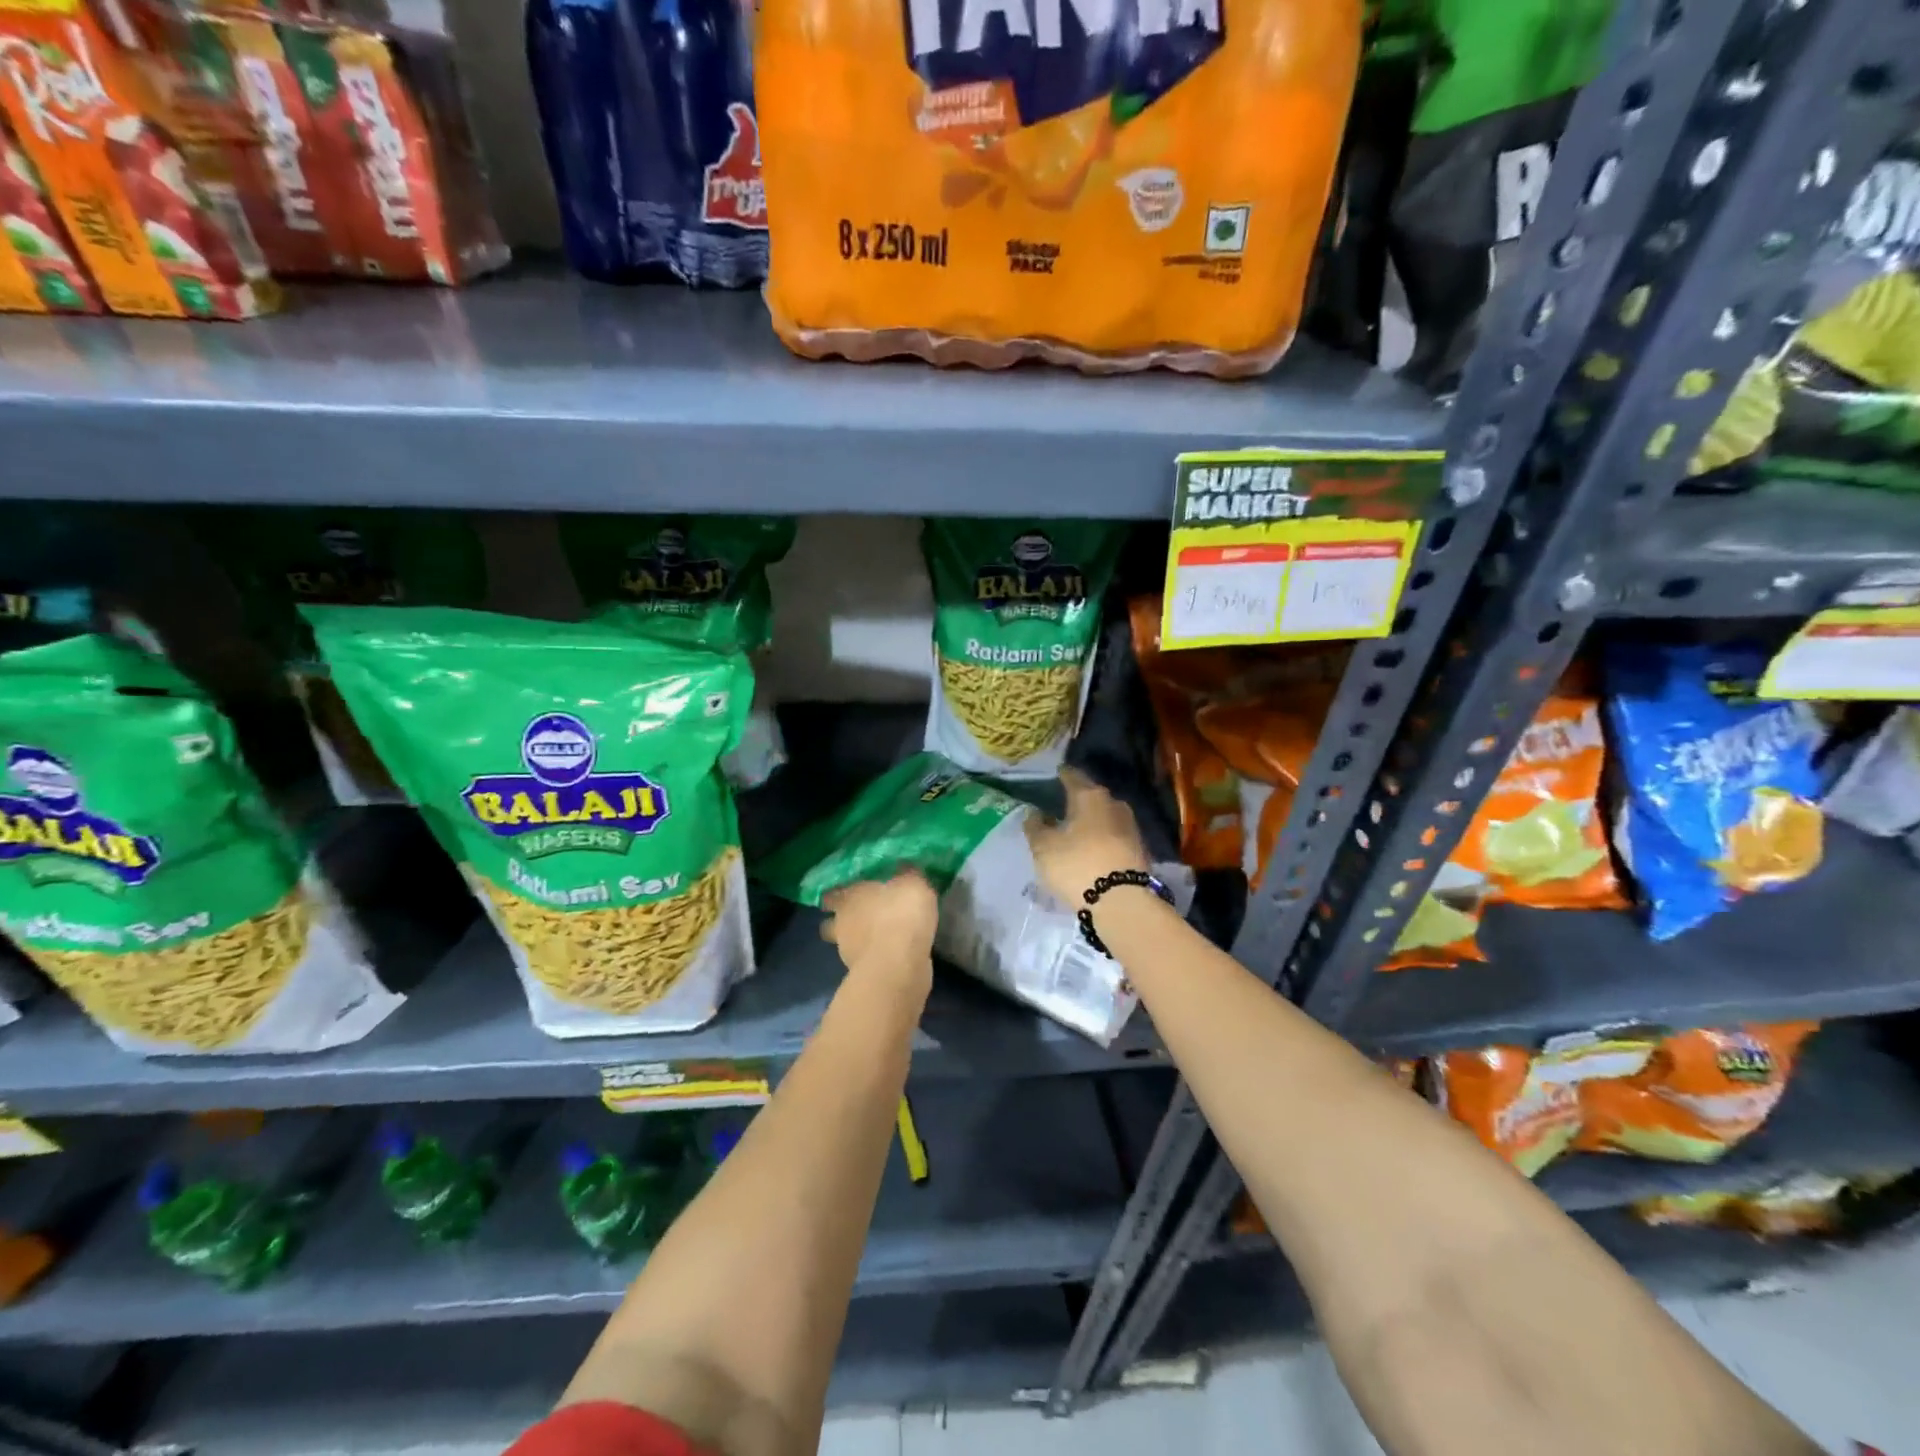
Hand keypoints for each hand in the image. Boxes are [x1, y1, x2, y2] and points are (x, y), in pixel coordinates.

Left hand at [821, 870, 937, 983]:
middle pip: (832, 921)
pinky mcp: (862, 974)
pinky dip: (876, 957)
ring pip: (847, 943)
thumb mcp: (913, 883)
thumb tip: (904, 868)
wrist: (899, 965)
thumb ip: (907, 875)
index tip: (851, 892)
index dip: (840, 893)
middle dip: (842, 920)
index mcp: (848, 896)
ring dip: (859, 941)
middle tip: (862, 916)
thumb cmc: (901, 915)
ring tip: (881, 937)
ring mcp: (848, 952)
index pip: (833, 893)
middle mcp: (841, 923)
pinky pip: (867, 960)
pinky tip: (892, 954)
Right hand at [1024, 767, 1149, 907]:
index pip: (1072, 776)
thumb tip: (1035, 813)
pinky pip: (1114, 835)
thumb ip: (1035, 826)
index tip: (1053, 775)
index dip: (1061, 775)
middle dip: (1077, 799)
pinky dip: (1101, 837)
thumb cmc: (1077, 865)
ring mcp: (1130, 826)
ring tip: (1075, 830)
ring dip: (1091, 820)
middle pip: (1092, 795)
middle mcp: (1114, 803)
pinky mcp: (1139, 848)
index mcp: (1089, 796)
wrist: (1123, 902)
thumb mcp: (1044, 847)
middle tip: (1060, 806)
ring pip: (1104, 816)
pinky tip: (1091, 847)